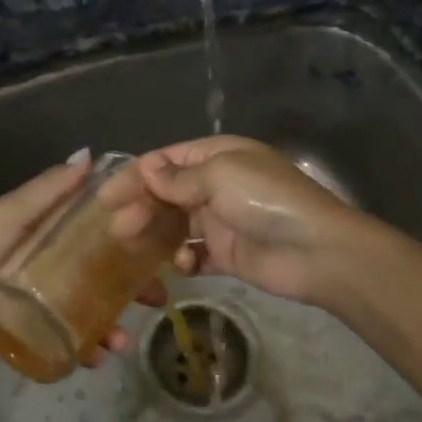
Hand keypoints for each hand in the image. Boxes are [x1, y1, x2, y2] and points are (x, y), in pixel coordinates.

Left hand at [0, 151, 162, 357]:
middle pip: (103, 271)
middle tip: (158, 299)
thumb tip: (90, 154)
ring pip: (90, 309)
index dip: (132, 232)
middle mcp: (51, 261)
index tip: (164, 241)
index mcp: (47, 230)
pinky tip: (98, 357)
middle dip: (133, 286)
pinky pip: (68, 338)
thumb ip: (48, 189)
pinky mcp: (34, 329)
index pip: (99, 227)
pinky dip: (86, 348)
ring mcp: (44, 299)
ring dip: (112, 324)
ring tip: (122, 341)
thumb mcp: (11, 213)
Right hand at [138, 136, 357, 305]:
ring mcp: (221, 220)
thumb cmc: (265, 200)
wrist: (316, 250)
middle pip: (166, 193)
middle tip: (116, 228)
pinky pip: (194, 254)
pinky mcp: (227, 254)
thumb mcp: (220, 176)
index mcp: (217, 156)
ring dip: (154, 234)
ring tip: (133, 246)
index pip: (166, 160)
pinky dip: (183, 259)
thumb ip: (179, 177)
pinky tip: (183, 264)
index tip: (105, 196)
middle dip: (140, 207)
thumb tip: (146, 168)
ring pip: (175, 224)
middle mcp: (217, 184)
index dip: (135, 176)